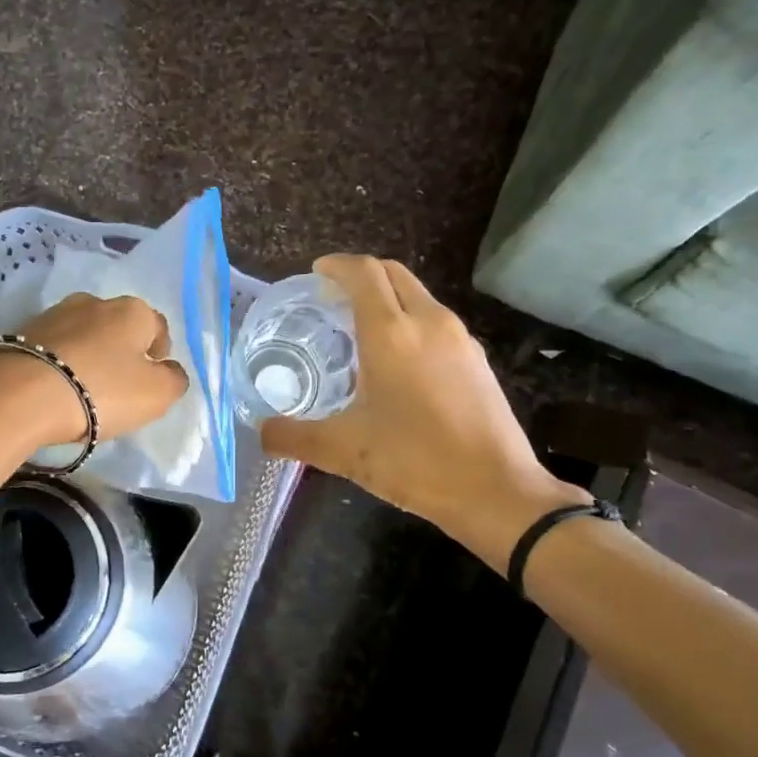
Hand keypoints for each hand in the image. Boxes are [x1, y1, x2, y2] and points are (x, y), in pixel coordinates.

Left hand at [0, 292, 187, 443]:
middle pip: (118, 327)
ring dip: (87, 354)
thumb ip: (174, 380)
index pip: (158, 326)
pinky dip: (57, 361)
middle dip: (120, 351)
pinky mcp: (20, 331)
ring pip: (83, 334)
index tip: (149, 380)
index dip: (158, 353)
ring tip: (80, 388)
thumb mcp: (156, 395)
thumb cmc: (100, 392)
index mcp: (133, 310)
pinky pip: (52, 346)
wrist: (19, 395)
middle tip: (115, 387)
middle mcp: (94, 302)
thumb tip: (170, 370)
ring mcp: (54, 313)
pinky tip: (53, 387)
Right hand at [259, 255, 587, 547]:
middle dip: (362, 275)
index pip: (363, 273)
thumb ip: (294, 437)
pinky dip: (410, 321)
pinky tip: (399, 361)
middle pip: (393, 274)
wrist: (496, 490)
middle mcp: (428, 322)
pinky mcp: (477, 360)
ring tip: (361, 328)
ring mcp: (459, 339)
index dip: (337, 266)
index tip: (316, 274)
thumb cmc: (415, 461)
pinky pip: (436, 322)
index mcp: (391, 333)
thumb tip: (260, 432)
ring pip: (418, 296)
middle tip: (333, 298)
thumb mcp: (343, 451)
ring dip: (388, 298)